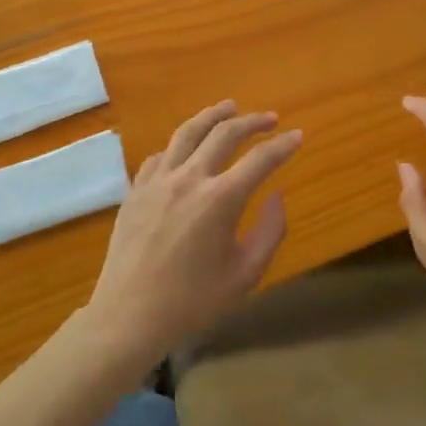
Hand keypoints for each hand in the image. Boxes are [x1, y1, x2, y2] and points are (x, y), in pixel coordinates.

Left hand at [87, 101, 303, 357]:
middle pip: (224, 133)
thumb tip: (277, 195)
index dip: (283, 145)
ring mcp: (158, 181)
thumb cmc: (193, 302)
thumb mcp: (246, 274)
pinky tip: (186, 148)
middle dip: (252, 121)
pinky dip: (180, 145)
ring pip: (187, 132)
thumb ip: (270, 231)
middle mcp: (189, 179)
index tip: (297, 136)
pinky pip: (161, 155)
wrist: (128, 318)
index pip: (260, 159)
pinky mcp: (136, 191)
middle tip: (270, 119)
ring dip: (213, 116)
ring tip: (229, 107)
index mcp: (221, 200)